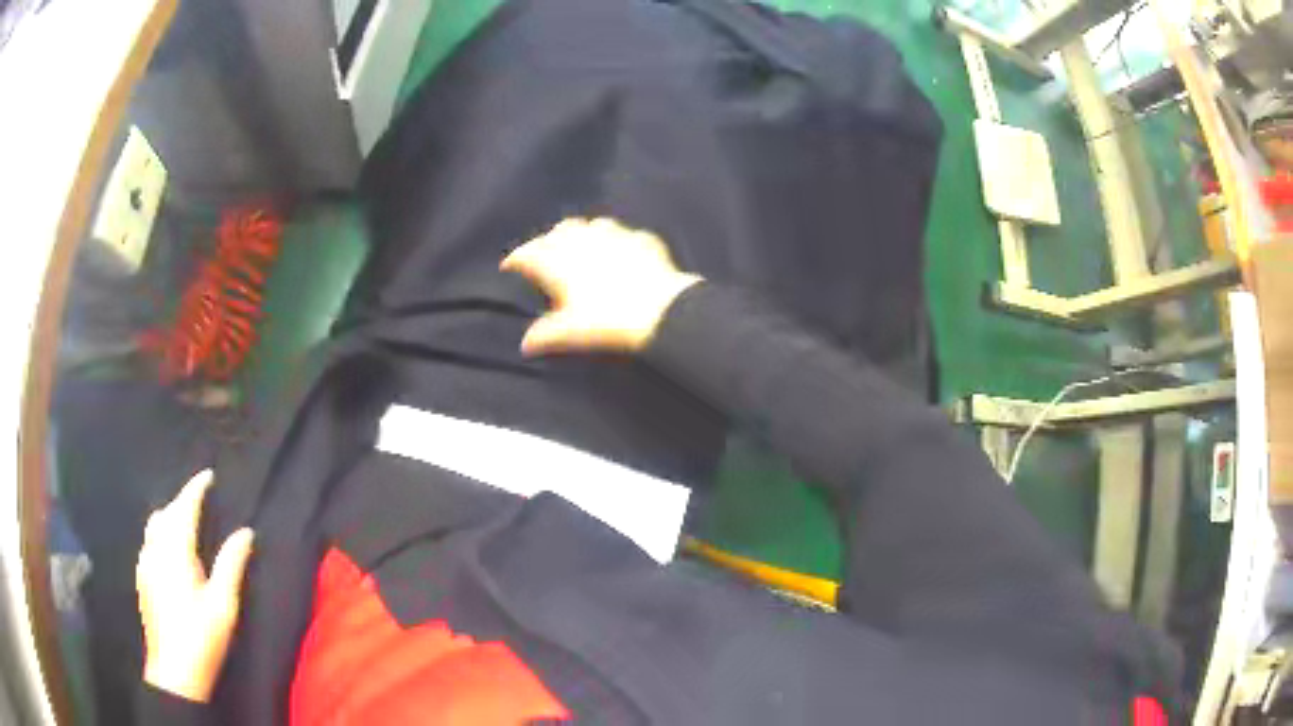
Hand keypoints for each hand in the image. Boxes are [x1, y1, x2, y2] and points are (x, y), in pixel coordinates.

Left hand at [137, 470, 253, 702]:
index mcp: (175, 552)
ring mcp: (145, 564)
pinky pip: (149, 543)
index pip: (184, 508)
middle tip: (200, 504)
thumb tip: (245, 532)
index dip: (195, 488)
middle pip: (165, 513)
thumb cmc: (202, 637)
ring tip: (187, 527)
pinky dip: (161, 536)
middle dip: (181, 502)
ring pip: (154, 527)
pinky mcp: (142, 579)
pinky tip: (172, 556)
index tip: (208, 476)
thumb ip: (231, 565)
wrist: (175, 671)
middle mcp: (155, 551)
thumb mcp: (223, 605)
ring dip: (170, 518)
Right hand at [501, 218, 701, 354]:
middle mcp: (584, 241)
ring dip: (583, 233)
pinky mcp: (643, 240)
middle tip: (545, 256)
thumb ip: (545, 335)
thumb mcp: (571, 332)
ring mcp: (616, 236)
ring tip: (582, 247)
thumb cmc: (607, 321)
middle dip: (548, 241)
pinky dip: (619, 241)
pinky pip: (626, 234)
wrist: (660, 310)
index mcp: (559, 261)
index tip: (509, 267)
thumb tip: (525, 345)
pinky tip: (622, 251)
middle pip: (559, 232)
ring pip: (592, 224)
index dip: (516, 259)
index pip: (528, 253)